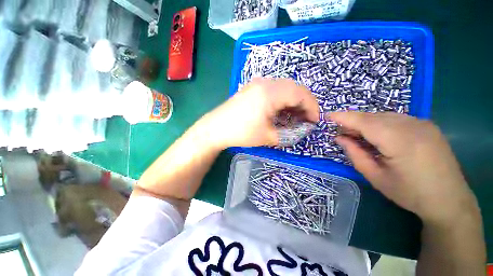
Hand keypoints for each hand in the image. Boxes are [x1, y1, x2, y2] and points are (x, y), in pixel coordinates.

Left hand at [201, 78, 318, 148]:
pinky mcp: (252, 88)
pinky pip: (274, 90)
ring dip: (293, 102)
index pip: (301, 94)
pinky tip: (281, 112)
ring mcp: (257, 84)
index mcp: (271, 92)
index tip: (314, 121)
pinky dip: (282, 101)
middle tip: (306, 120)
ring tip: (294, 118)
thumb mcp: (268, 136)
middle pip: (294, 88)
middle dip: (304, 104)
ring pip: (284, 88)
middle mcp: (266, 83)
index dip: (312, 107)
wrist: (216, 128)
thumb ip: (289, 133)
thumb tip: (302, 130)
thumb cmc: (241, 133)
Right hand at [328, 112, 478, 224]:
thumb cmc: (410, 193)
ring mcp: (423, 123)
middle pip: (374, 117)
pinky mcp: (427, 125)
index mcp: (400, 141)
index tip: (327, 115)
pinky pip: (396, 119)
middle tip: (340, 132)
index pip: (365, 122)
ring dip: (366, 122)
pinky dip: (380, 123)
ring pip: (384, 116)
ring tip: (356, 135)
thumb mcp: (376, 177)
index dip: (344, 117)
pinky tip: (377, 135)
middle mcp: (413, 126)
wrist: (450, 200)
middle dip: (353, 121)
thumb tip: (339, 138)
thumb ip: (355, 154)